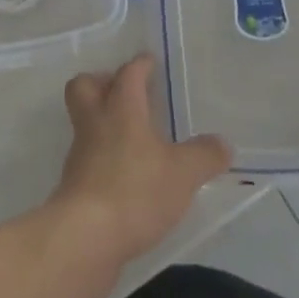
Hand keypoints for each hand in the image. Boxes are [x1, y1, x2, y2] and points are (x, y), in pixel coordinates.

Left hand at [49, 54, 231, 267]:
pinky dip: (102, 157)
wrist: (86, 235)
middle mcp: (96, 121)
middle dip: (101, 82)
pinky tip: (123, 175)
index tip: (150, 62)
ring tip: (130, 138)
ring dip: (102, 122)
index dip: (140, 65)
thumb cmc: (136, 190)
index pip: (129, 73)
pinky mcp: (74, 183)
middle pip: (85, 85)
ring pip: (84, 121)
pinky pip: (87, 156)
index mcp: (122, 107)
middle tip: (123, 92)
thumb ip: (204, 156)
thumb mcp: (182, 174)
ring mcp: (81, 152)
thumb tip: (223, 143)